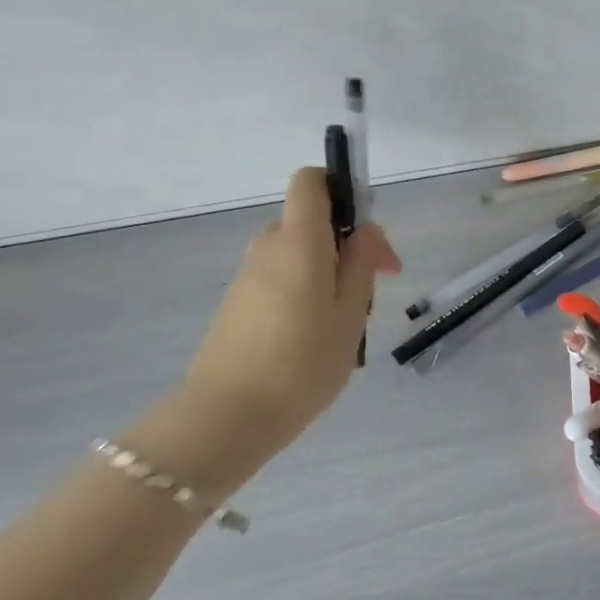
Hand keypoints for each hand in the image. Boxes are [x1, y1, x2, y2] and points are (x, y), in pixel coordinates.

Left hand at [166, 168, 399, 483]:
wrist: (226, 418)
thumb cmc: (301, 364)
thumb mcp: (350, 314)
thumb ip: (361, 263)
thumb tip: (364, 229)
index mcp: (298, 241)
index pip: (311, 181)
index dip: (341, 187)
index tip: (366, 230)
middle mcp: (267, 247)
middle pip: (310, 222)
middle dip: (346, 246)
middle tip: (373, 291)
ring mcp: (247, 276)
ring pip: (298, 255)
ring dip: (327, 275)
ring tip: (347, 325)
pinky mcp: (237, 304)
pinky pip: (280, 280)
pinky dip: (304, 293)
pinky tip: (315, 339)